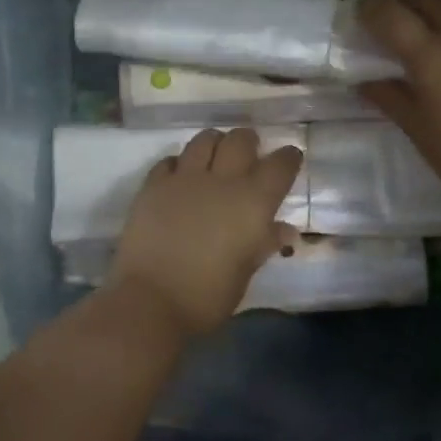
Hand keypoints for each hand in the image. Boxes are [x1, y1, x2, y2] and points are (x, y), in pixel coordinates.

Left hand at [107, 128, 304, 337]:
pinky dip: (179, 164)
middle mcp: (222, 181)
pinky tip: (180, 177)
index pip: (280, 166)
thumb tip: (284, 230)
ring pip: (205, 140)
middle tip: (249, 155)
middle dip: (249, 142)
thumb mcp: (245, 274)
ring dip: (215, 144)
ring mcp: (184, 179)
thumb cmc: (207, 296)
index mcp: (253, 203)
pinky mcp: (153, 186)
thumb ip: (264, 244)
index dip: (288, 158)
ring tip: (215, 157)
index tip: (290, 158)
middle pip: (241, 140)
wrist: (150, 300)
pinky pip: (170, 160)